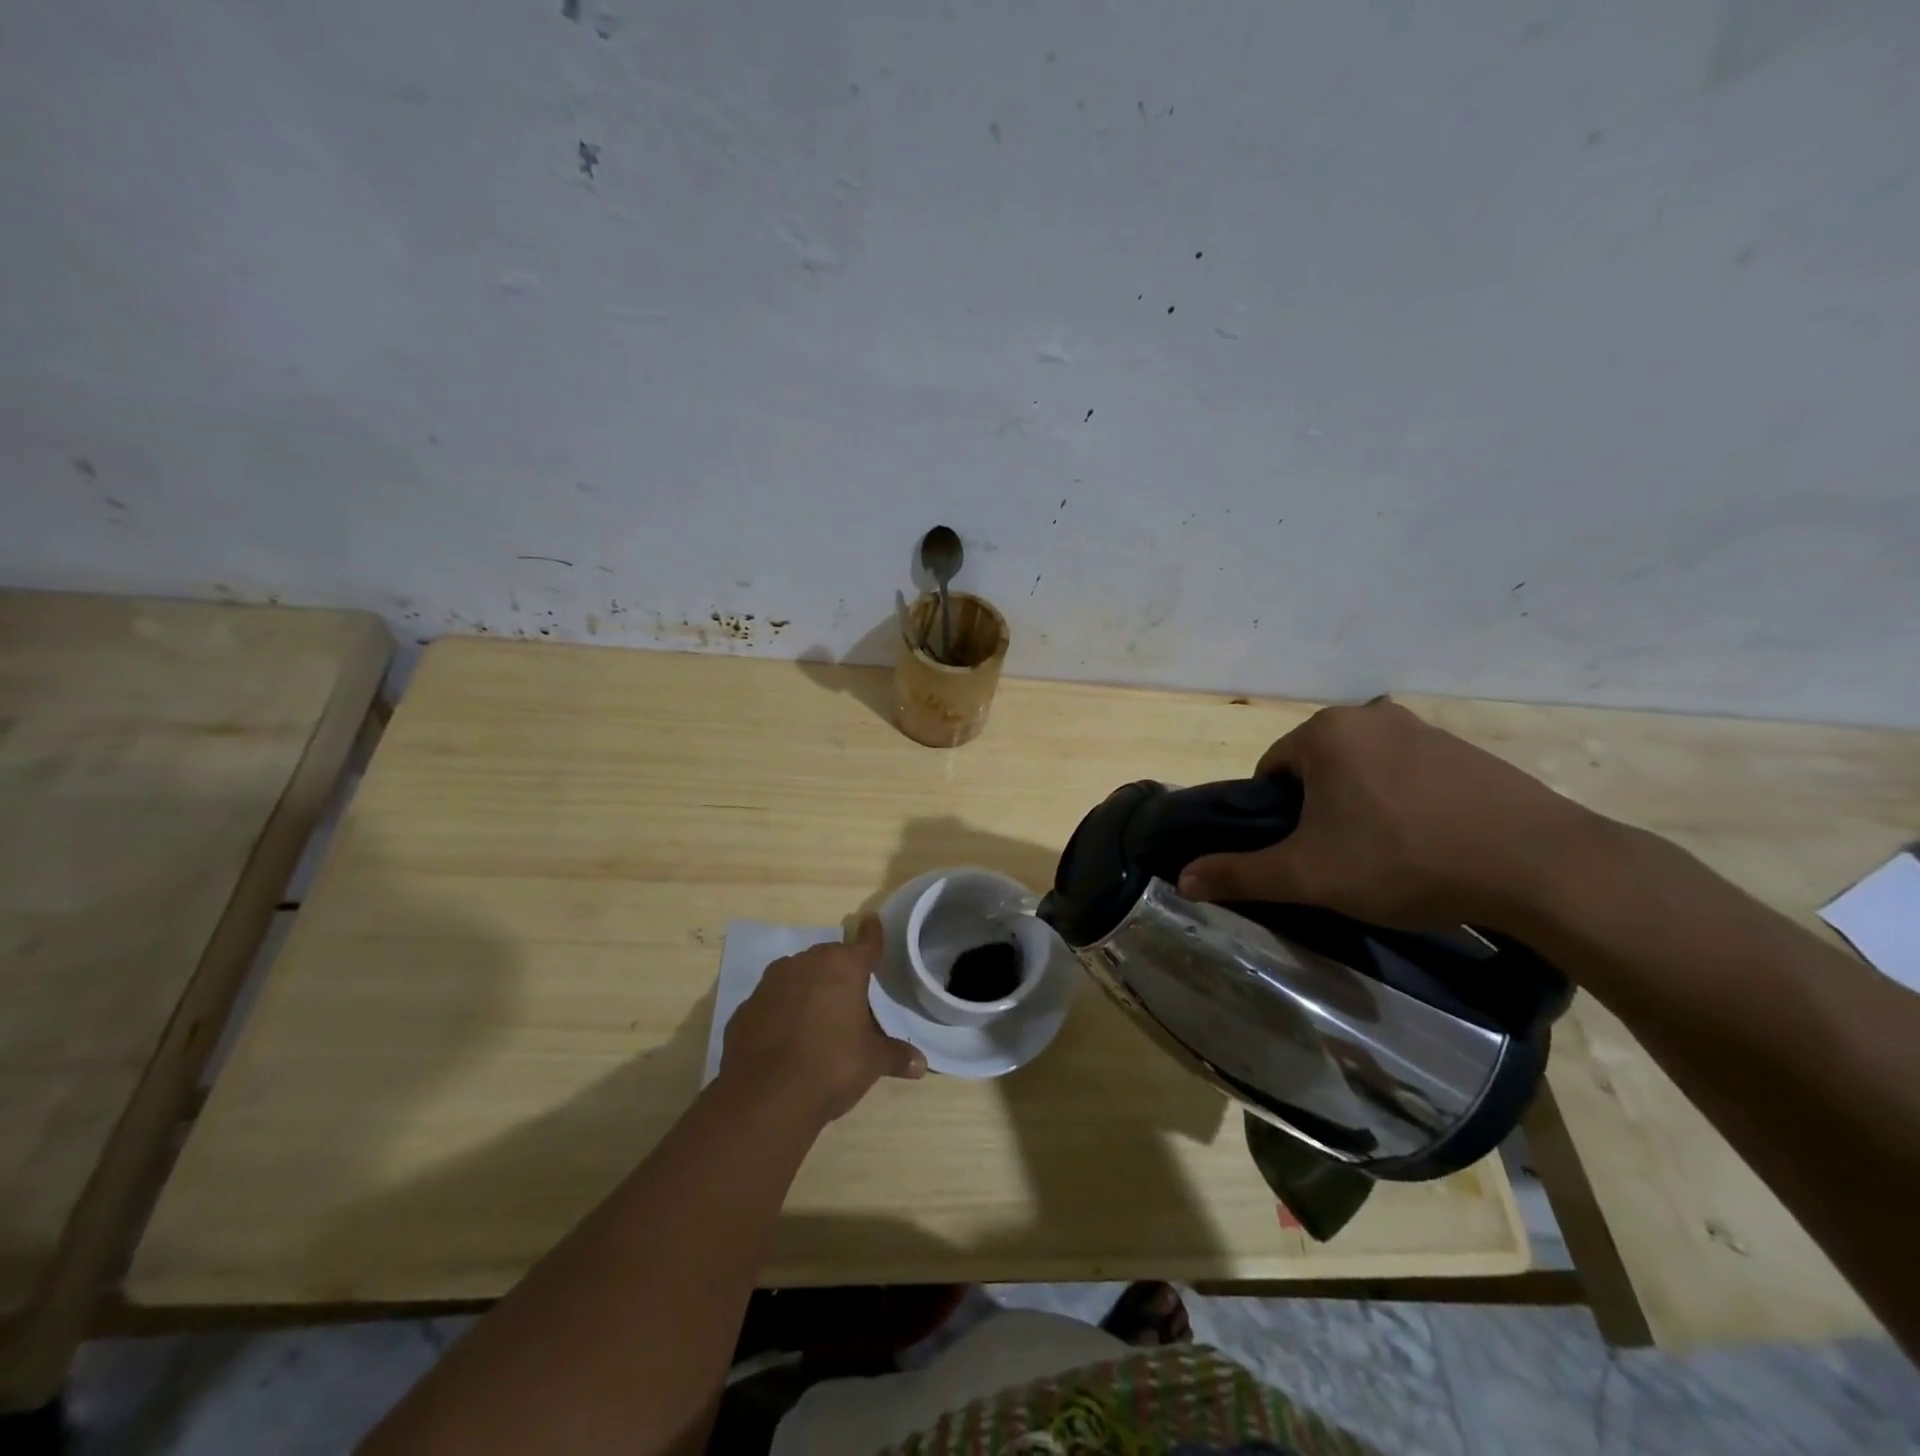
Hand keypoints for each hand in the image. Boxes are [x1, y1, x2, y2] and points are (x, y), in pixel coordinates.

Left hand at [720, 916, 925, 1121]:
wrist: (765, 1096)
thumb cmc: (831, 1066)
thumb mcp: (871, 1062)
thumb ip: (895, 1056)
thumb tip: (920, 1064)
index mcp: (843, 968)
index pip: (865, 944)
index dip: (872, 934)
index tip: (871, 920)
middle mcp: (806, 964)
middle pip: (829, 958)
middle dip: (839, 972)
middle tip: (849, 996)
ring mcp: (771, 983)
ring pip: (797, 975)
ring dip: (808, 988)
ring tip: (817, 1017)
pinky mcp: (746, 1008)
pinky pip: (772, 1002)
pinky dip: (781, 1011)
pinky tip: (785, 1037)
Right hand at [1177, 698, 1603, 930]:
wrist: (1539, 866)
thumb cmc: (1403, 860)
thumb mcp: (1309, 875)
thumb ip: (1240, 873)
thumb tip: (1182, 880)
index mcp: (1326, 732)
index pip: (1272, 770)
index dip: (1276, 816)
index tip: (1300, 853)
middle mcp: (1371, 716)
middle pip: (1318, 767)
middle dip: (1318, 809)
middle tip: (1341, 859)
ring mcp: (1425, 729)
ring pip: (1365, 770)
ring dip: (1361, 806)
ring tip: (1387, 856)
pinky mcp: (1468, 751)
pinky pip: (1411, 774)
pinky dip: (1406, 803)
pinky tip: (1429, 843)